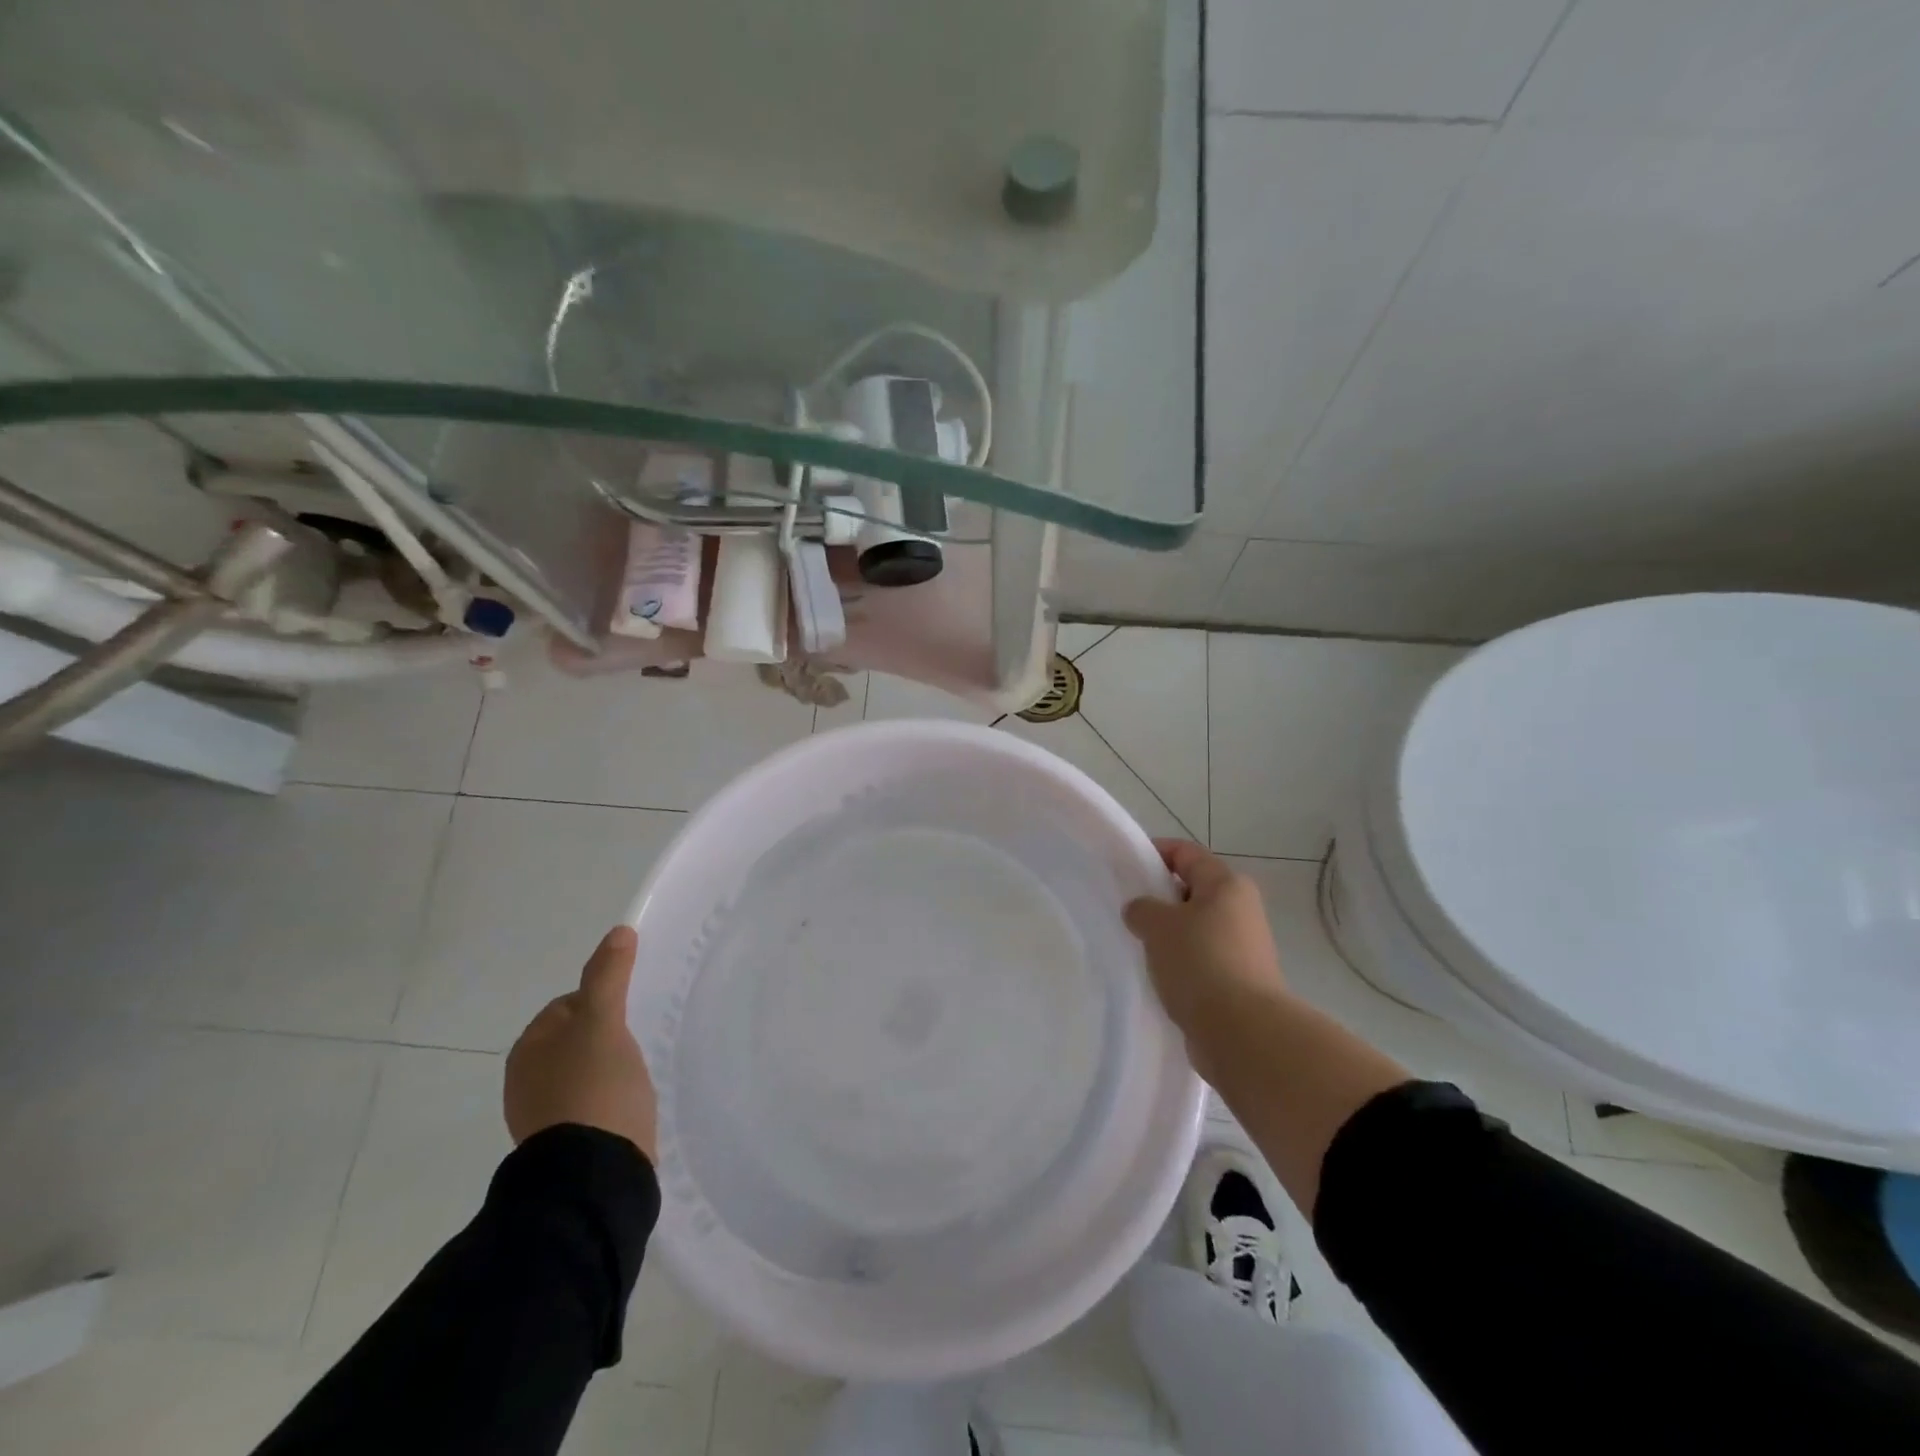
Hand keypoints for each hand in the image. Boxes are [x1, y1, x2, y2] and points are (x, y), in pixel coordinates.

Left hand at [505, 925, 657, 1159]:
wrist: (594, 1173)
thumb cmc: (595, 1087)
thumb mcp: (604, 1021)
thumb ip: (608, 975)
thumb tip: (618, 932)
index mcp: (528, 1047)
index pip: (569, 1004)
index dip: (603, 1002)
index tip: (628, 1015)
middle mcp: (526, 1078)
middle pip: (576, 1037)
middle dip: (606, 1036)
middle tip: (636, 1044)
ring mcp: (542, 1114)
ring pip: (583, 1070)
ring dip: (608, 1068)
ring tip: (636, 1076)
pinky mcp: (565, 1141)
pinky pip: (589, 1102)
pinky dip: (607, 1097)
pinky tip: (628, 1104)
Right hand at [1123, 839, 1288, 1058]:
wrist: (1242, 1032)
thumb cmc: (1200, 962)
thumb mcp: (1158, 924)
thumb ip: (1142, 908)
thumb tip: (1141, 911)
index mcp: (1227, 885)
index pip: (1186, 853)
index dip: (1154, 853)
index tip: (1124, 867)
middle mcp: (1241, 910)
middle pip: (1192, 891)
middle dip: (1159, 898)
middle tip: (1127, 911)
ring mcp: (1244, 948)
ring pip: (1195, 928)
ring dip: (1168, 935)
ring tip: (1137, 946)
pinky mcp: (1239, 981)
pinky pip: (1201, 960)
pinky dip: (1179, 964)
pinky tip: (1157, 976)